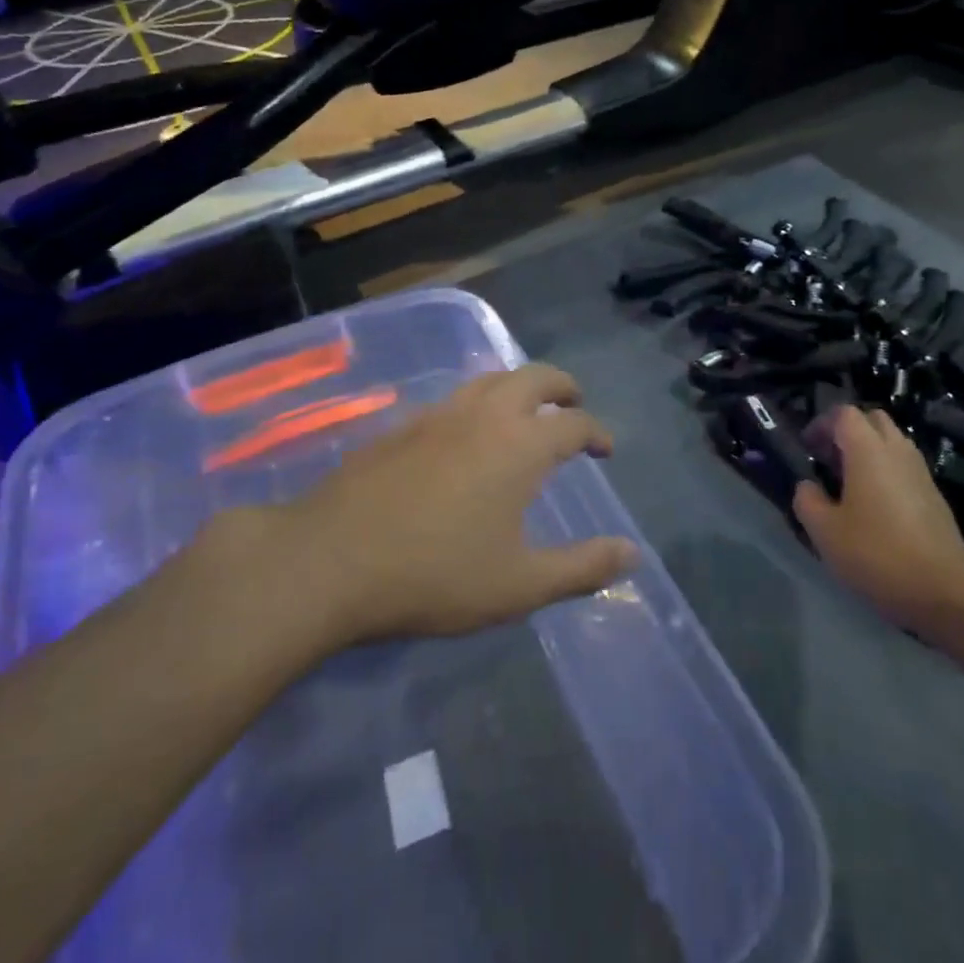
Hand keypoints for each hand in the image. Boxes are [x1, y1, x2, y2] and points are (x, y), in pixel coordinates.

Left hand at [225, 364, 638, 648]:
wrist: (330, 561)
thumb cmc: (435, 575)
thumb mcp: (519, 585)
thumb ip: (581, 568)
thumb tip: (633, 554)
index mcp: (520, 446)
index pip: (574, 424)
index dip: (597, 432)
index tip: (605, 449)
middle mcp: (484, 415)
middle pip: (534, 376)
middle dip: (562, 386)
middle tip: (574, 405)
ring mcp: (438, 415)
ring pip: (489, 378)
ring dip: (518, 386)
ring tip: (525, 411)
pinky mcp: (402, 426)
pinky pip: (454, 397)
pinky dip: (478, 401)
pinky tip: (467, 434)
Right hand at [794, 407, 963, 638]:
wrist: (943, 589)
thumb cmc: (876, 553)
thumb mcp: (824, 531)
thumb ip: (807, 500)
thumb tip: (807, 486)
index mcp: (868, 450)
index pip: (844, 413)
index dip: (821, 424)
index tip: (807, 448)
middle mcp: (897, 450)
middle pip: (873, 419)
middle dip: (848, 431)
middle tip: (829, 460)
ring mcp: (921, 472)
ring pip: (893, 442)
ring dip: (869, 451)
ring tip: (850, 483)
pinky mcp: (935, 495)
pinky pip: (905, 467)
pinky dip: (887, 472)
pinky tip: (875, 506)